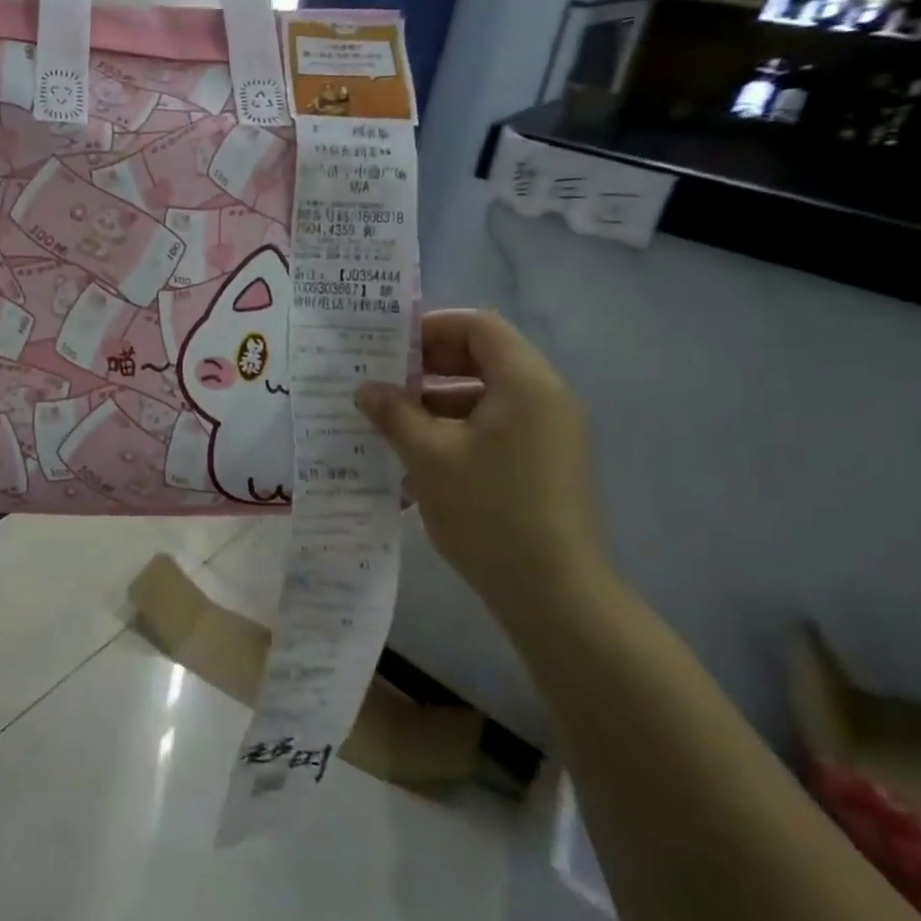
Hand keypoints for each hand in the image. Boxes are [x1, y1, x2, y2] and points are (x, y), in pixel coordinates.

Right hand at [355, 310, 607, 621]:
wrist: (555, 594)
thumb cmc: (489, 511)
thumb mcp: (428, 456)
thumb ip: (394, 413)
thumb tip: (365, 388)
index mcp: (526, 382)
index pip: (478, 325)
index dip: (431, 327)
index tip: (388, 347)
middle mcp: (546, 397)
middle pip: (484, 356)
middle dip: (430, 364)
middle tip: (384, 380)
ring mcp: (550, 432)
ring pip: (487, 394)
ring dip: (439, 399)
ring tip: (391, 421)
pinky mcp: (545, 462)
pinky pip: (497, 425)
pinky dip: (458, 428)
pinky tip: (420, 456)